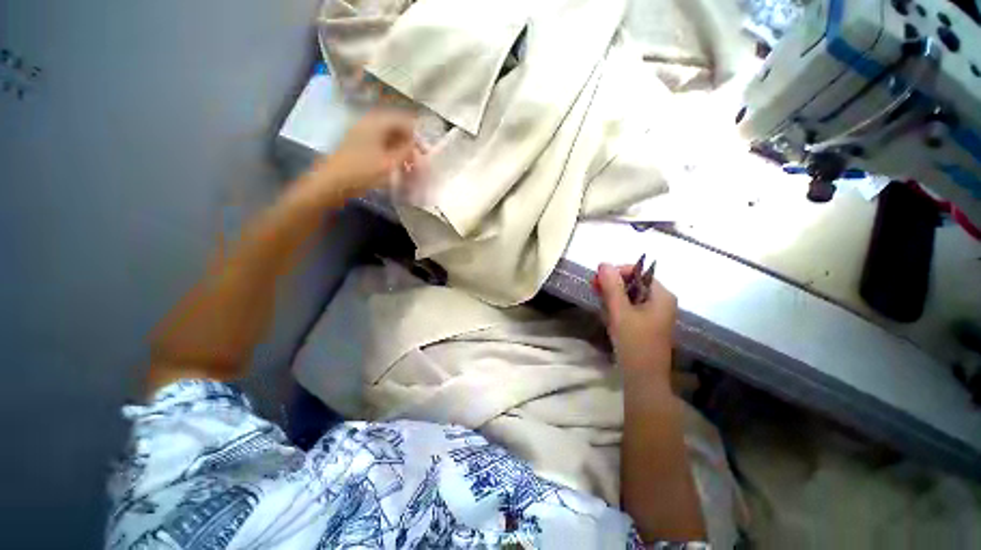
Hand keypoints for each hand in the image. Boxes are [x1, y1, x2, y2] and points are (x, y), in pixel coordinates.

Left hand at [307, 108, 419, 203]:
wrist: (332, 183)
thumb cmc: (363, 171)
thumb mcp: (390, 163)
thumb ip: (406, 151)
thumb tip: (416, 144)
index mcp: (377, 122)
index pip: (404, 121)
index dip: (417, 135)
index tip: (424, 152)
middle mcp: (368, 122)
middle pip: (396, 127)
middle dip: (409, 142)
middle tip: (416, 160)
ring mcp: (361, 132)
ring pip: (388, 136)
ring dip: (400, 148)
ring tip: (407, 165)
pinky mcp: (357, 144)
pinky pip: (380, 143)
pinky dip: (390, 152)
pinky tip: (394, 165)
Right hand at [595, 263, 677, 380]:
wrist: (643, 378)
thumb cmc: (634, 343)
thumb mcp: (620, 312)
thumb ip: (612, 287)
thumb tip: (603, 264)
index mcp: (661, 296)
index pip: (639, 272)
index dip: (617, 272)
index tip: (598, 281)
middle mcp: (661, 302)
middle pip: (634, 283)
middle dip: (613, 286)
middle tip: (595, 290)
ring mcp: (654, 314)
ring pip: (630, 296)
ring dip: (613, 297)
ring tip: (601, 306)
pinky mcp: (646, 325)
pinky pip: (630, 308)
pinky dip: (617, 308)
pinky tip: (608, 316)